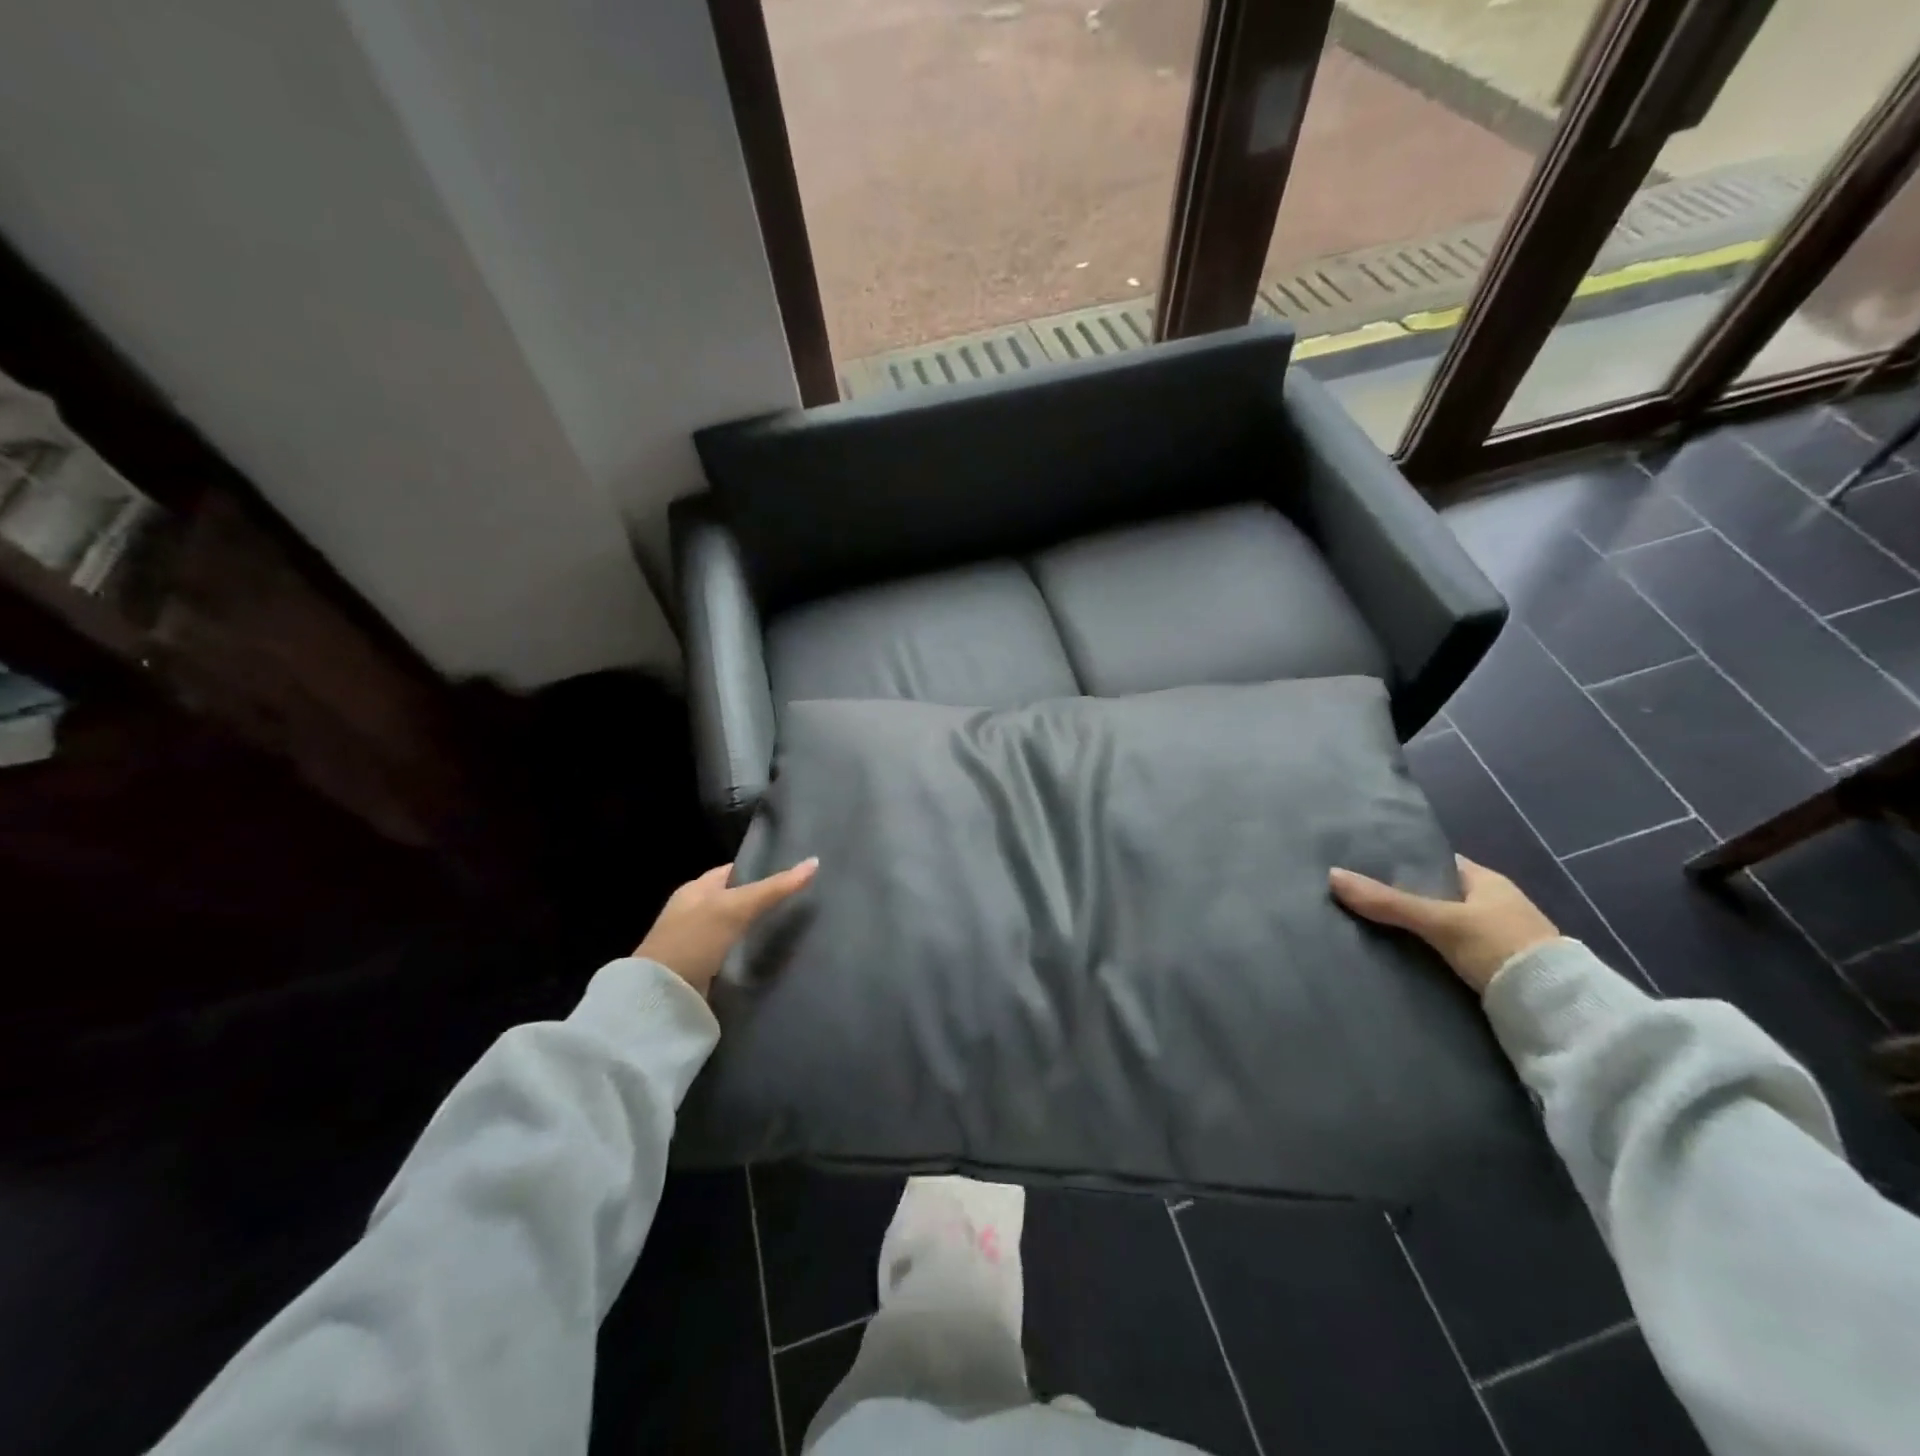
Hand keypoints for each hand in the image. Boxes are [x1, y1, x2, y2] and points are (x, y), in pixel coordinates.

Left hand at [635, 858, 818, 995]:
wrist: (660, 996)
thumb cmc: (694, 939)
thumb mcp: (736, 907)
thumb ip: (774, 888)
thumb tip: (815, 862)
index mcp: (695, 889)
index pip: (734, 871)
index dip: (761, 869)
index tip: (792, 874)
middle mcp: (693, 911)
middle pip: (735, 899)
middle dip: (761, 900)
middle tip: (799, 901)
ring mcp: (695, 942)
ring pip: (734, 927)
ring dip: (754, 928)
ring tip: (790, 927)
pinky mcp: (700, 969)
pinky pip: (730, 951)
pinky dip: (746, 951)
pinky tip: (765, 954)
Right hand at [1328, 855, 1557, 994]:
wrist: (1557, 1011)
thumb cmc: (1501, 947)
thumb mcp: (1439, 921)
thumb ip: (1387, 902)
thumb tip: (1331, 876)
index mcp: (1488, 881)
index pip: (1436, 863)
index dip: (1402, 863)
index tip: (1364, 869)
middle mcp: (1494, 904)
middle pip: (1437, 895)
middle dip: (1403, 898)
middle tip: (1358, 901)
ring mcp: (1497, 938)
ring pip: (1443, 925)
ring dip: (1415, 929)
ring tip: (1369, 930)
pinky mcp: (1496, 968)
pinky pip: (1451, 951)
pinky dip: (1428, 952)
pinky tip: (1401, 958)